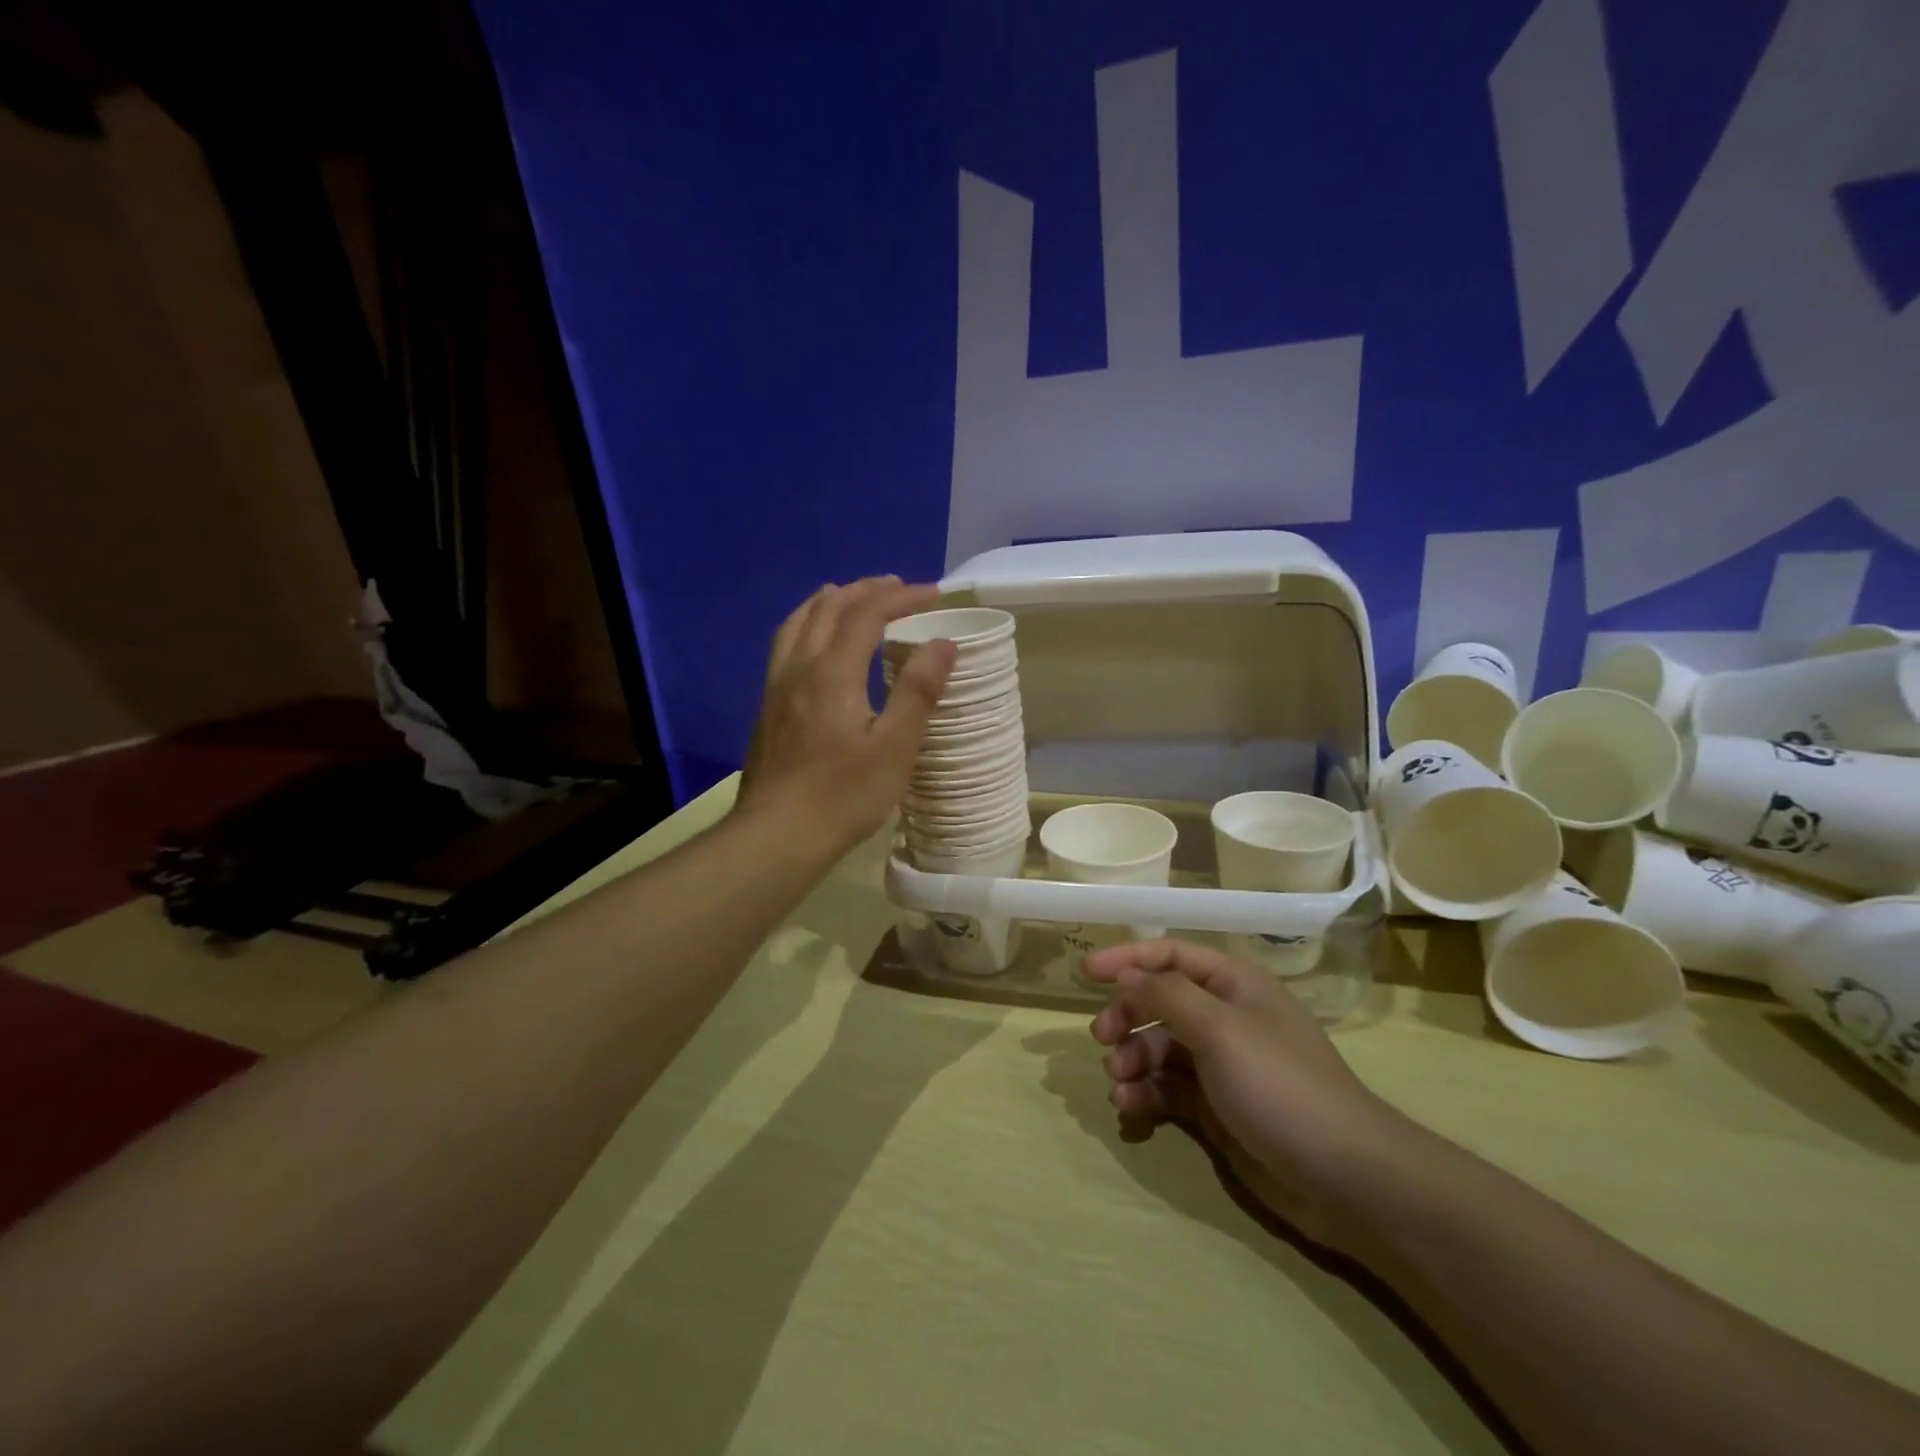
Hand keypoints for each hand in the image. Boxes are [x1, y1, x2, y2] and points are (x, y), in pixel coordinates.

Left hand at [737, 577, 956, 858]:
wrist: (775, 837)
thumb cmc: (843, 796)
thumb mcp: (894, 748)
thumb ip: (917, 691)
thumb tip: (943, 643)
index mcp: (832, 673)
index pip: (866, 614)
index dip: (900, 597)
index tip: (933, 594)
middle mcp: (799, 668)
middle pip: (828, 608)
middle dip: (865, 591)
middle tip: (898, 589)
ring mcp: (776, 687)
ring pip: (798, 622)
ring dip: (830, 602)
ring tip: (852, 599)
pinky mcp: (767, 708)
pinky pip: (786, 644)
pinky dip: (808, 625)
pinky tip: (817, 645)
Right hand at [1086, 939, 1416, 1253]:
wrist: (1345, 1178)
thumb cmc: (1280, 1085)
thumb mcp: (1219, 1028)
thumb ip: (1165, 995)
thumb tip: (1126, 977)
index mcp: (1233, 985)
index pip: (1170, 955)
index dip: (1127, 959)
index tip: (1085, 973)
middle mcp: (1225, 1018)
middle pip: (1159, 1002)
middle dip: (1126, 1016)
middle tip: (1101, 1038)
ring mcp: (1221, 1066)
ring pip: (1159, 1048)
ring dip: (1131, 1060)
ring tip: (1117, 1083)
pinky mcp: (1216, 1109)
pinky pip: (1167, 1089)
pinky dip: (1144, 1093)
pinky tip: (1130, 1107)